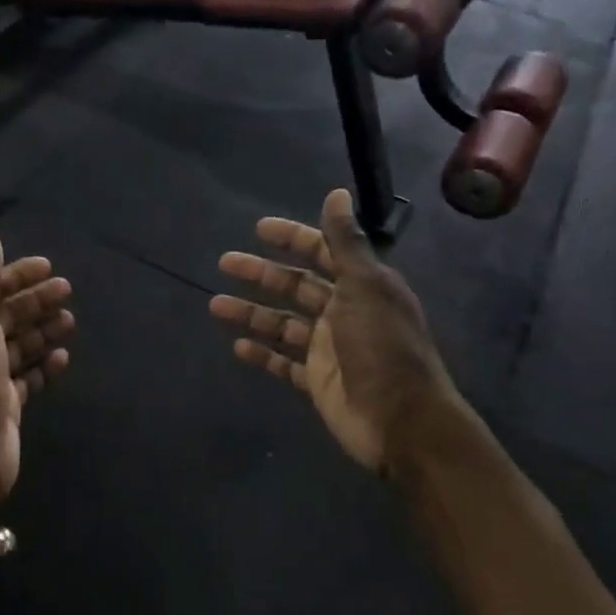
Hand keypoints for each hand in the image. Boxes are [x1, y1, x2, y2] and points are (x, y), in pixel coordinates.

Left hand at [0, 231, 74, 516]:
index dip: (18, 276)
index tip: (49, 267)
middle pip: (8, 315)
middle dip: (36, 301)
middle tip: (67, 291)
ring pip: (21, 345)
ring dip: (44, 331)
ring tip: (70, 322)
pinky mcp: (6, 404)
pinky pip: (29, 377)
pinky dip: (45, 366)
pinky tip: (63, 358)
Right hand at [211, 189, 452, 472]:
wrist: (400, 421)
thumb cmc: (382, 347)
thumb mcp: (365, 286)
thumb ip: (346, 242)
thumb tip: (338, 193)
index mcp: (362, 287)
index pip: (324, 252)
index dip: (294, 238)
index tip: (260, 229)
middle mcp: (344, 313)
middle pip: (296, 286)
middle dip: (262, 273)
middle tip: (226, 262)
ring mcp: (329, 348)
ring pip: (283, 323)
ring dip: (251, 312)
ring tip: (215, 305)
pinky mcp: (317, 380)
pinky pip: (284, 363)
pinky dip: (262, 354)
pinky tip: (238, 346)